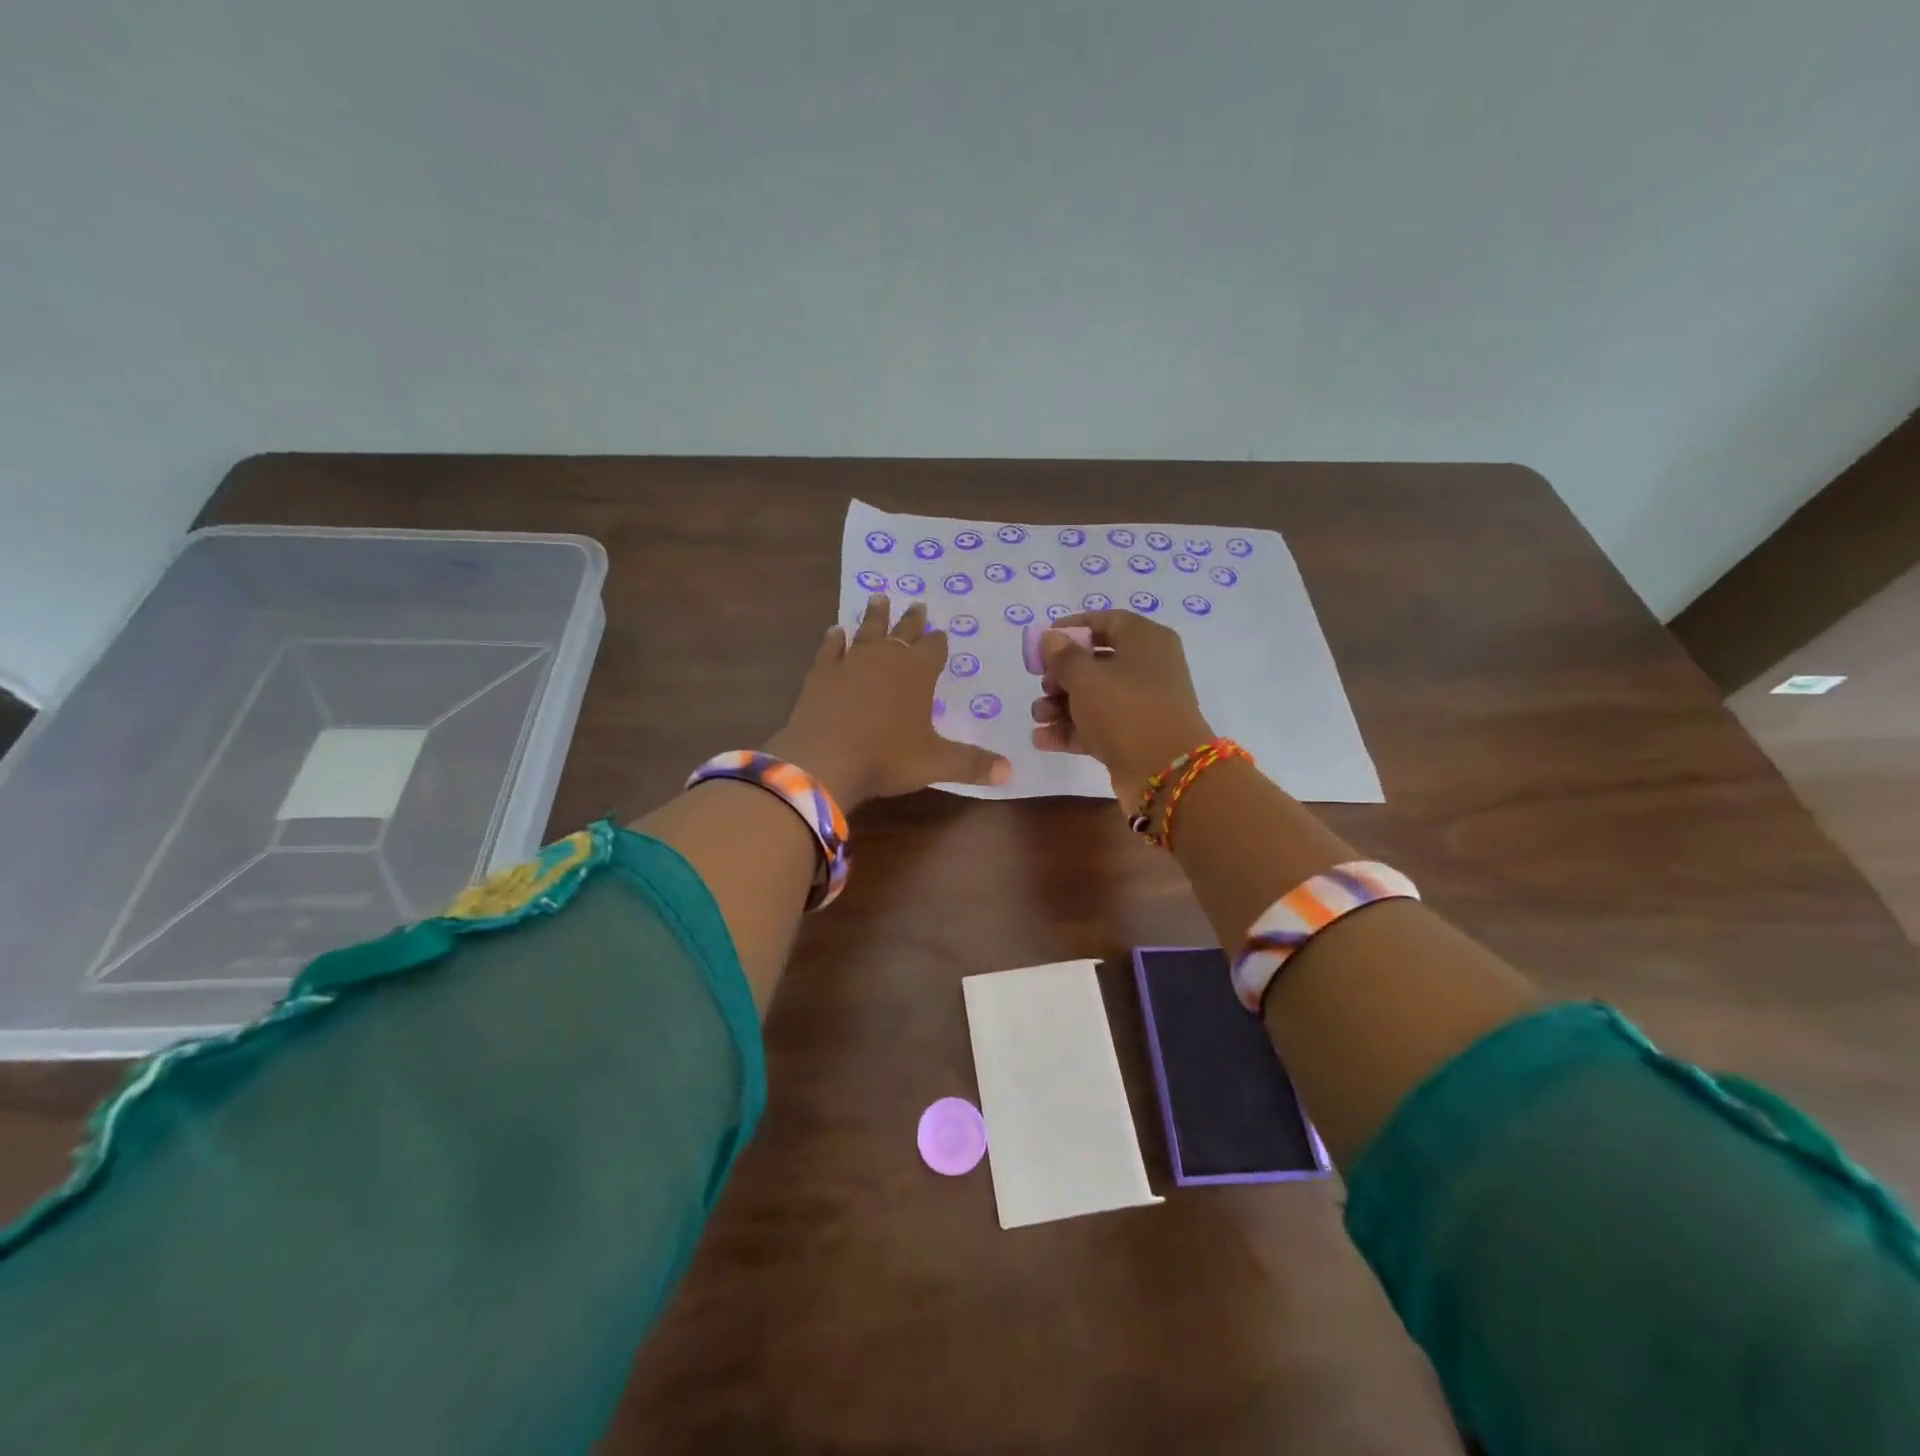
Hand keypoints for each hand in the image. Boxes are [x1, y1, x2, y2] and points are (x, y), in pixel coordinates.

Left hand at [766, 594, 1011, 809]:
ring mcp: (850, 662)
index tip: (941, 632)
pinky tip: (835, 631)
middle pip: (903, 632)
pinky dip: (835, 639)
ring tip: (879, 597)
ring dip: (874, 616)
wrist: (824, 760)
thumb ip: (972, 764)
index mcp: (918, 673)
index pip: (934, 649)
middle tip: (917, 603)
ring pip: (867, 631)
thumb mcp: (935, 763)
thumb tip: (1009, 772)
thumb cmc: (886, 758)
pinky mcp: (821, 674)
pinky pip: (830, 649)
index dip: (939, 641)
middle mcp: (886, 658)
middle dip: (912, 619)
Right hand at [1031, 610, 1213, 803]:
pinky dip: (1072, 729)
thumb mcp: (1086, 677)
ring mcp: (1143, 704)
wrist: (1166, 772)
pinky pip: (1098, 725)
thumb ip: (1062, 655)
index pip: (1106, 621)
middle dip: (1061, 675)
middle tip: (1042, 686)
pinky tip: (1042, 739)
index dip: (1072, 627)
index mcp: (1145, 640)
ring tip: (1037, 716)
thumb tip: (1051, 638)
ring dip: (1061, 705)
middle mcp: (1148, 668)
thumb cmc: (1125, 709)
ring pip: (1095, 696)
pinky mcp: (1135, 735)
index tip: (1043, 641)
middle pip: (1097, 661)